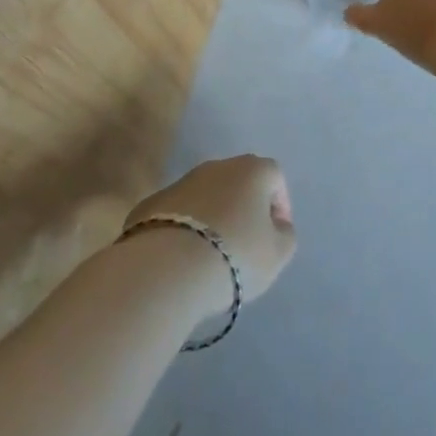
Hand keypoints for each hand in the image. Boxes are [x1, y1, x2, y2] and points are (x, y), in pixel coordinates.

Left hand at [123, 156, 295, 306]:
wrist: (165, 269)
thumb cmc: (234, 255)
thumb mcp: (277, 254)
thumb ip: (284, 234)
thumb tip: (276, 226)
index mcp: (252, 170)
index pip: (275, 178)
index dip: (280, 205)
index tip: (276, 235)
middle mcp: (217, 166)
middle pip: (238, 183)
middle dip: (244, 208)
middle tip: (245, 244)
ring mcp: (180, 182)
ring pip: (205, 197)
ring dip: (212, 218)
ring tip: (210, 255)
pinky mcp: (150, 204)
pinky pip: (177, 215)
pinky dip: (183, 230)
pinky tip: (181, 259)